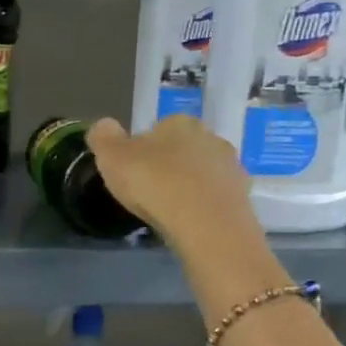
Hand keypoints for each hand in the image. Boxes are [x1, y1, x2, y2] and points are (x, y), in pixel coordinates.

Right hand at [86, 116, 253, 247]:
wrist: (205, 223)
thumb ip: (103, 137)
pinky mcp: (242, 194)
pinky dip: (203, 205)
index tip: (132, 173)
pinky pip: (215, 196)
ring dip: (188, 185)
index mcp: (178, 123)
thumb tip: (103, 125)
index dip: (142, 151)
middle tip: (150, 192)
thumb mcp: (112, 157)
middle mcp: (209, 136)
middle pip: (182, 149)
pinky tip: (190, 221)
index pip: (157, 130)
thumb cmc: (154, 183)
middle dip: (169, 166)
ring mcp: (230, 165)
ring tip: (171, 210)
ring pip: (202, 172)